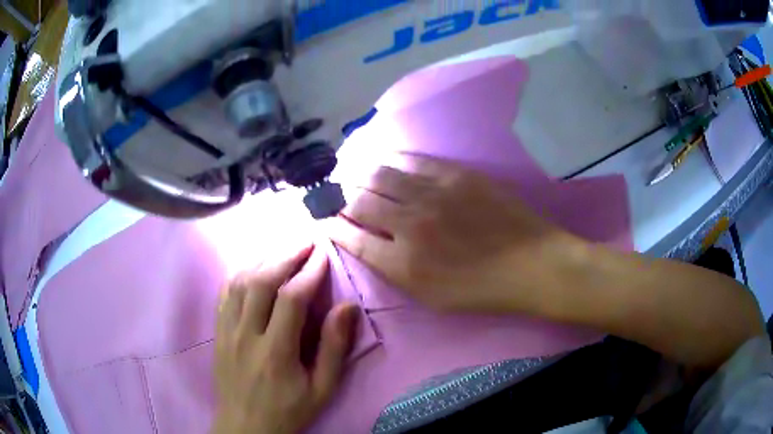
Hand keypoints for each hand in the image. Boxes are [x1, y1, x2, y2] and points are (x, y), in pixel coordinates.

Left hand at [214, 244, 358, 433]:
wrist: (245, 426)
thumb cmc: (288, 410)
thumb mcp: (321, 389)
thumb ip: (334, 349)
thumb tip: (346, 307)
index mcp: (276, 352)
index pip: (291, 299)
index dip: (309, 272)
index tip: (323, 254)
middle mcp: (246, 335)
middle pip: (261, 281)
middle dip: (285, 256)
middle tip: (305, 242)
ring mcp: (227, 331)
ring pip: (239, 282)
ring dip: (262, 259)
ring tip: (282, 249)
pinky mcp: (218, 332)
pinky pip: (225, 293)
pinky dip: (239, 273)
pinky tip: (253, 266)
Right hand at [326, 154, 580, 313]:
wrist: (532, 264)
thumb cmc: (481, 290)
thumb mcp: (430, 297)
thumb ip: (393, 270)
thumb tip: (365, 242)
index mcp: (402, 263)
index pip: (351, 236)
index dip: (332, 225)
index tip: (324, 218)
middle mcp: (409, 223)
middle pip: (359, 200)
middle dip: (340, 197)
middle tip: (336, 193)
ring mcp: (432, 193)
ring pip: (379, 174)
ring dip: (360, 175)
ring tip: (355, 174)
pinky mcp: (454, 174)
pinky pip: (411, 159)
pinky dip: (391, 160)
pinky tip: (386, 160)